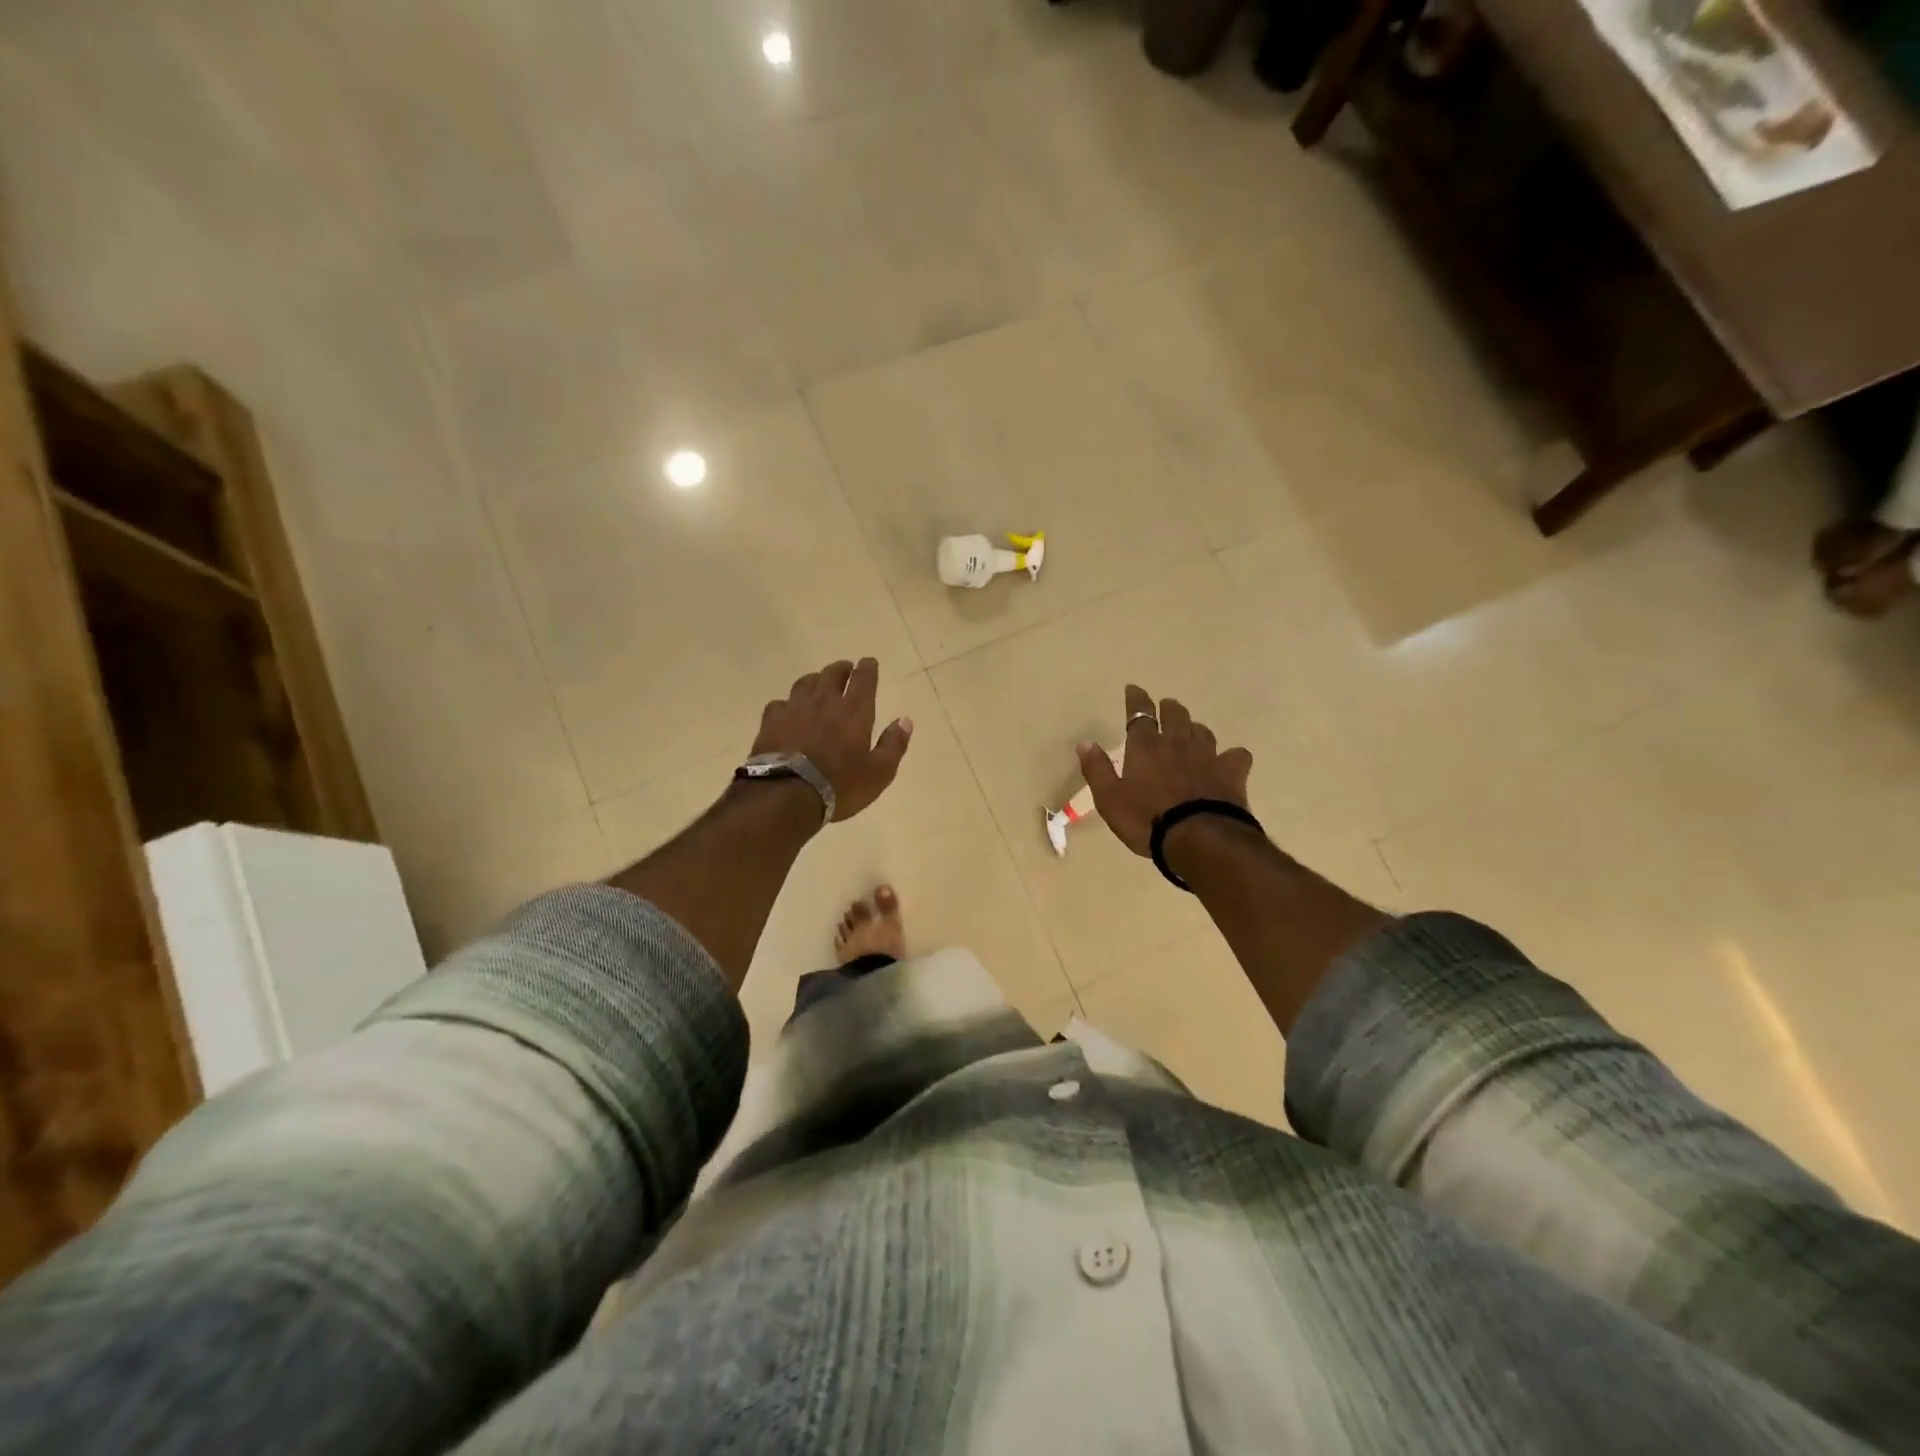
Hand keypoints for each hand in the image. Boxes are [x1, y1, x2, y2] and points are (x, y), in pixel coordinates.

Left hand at [750, 657, 912, 821]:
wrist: (786, 795)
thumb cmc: (840, 785)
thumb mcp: (879, 773)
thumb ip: (893, 744)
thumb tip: (905, 720)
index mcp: (854, 711)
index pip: (863, 678)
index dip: (867, 668)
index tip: (869, 663)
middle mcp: (825, 702)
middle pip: (832, 674)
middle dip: (841, 669)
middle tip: (845, 669)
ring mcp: (795, 709)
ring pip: (805, 683)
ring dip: (815, 680)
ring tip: (818, 684)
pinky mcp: (771, 721)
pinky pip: (780, 703)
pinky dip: (788, 703)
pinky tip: (788, 711)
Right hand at [1077, 684, 1252, 856]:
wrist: (1199, 838)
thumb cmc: (1147, 820)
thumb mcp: (1109, 799)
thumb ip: (1097, 769)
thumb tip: (1085, 743)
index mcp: (1145, 747)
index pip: (1139, 713)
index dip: (1136, 699)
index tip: (1133, 689)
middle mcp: (1177, 743)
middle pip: (1175, 714)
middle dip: (1168, 708)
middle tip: (1165, 708)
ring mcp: (1207, 756)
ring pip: (1203, 731)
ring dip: (1195, 728)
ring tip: (1191, 733)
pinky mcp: (1231, 772)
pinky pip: (1236, 754)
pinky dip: (1231, 755)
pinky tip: (1228, 761)